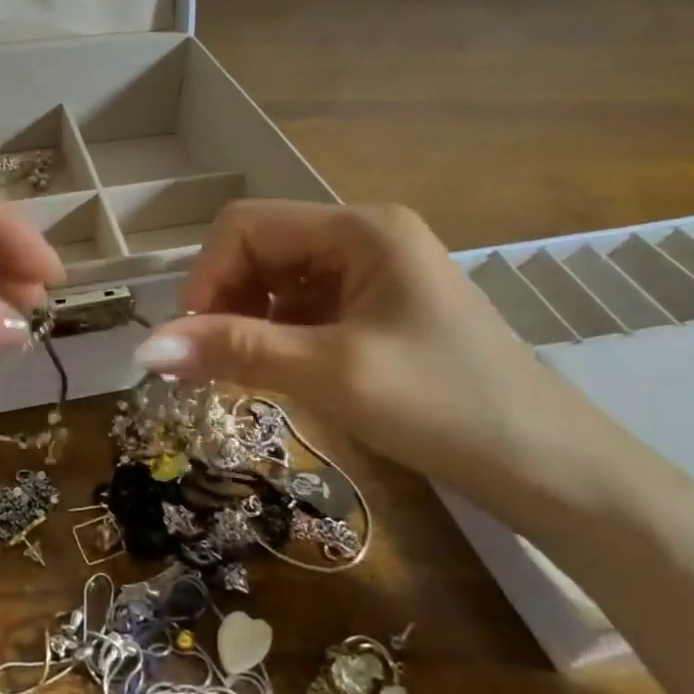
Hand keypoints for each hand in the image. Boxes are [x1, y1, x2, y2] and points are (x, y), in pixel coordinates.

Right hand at [131, 201, 606, 497]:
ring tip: (241, 373)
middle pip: (260, 249)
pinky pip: (304, 307)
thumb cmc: (444, 408)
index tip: (189, 340)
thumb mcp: (330, 375)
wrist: (548, 468)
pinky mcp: (378, 307)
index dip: (206, 276)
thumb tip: (144, 349)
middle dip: (225, 302)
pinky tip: (278, 372)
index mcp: (360, 228)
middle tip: (209, 363)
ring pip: (277, 281)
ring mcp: (373, 272)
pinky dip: (277, 336)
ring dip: (247, 322)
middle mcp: (364, 235)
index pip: (246, 226)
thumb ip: (235, 351)